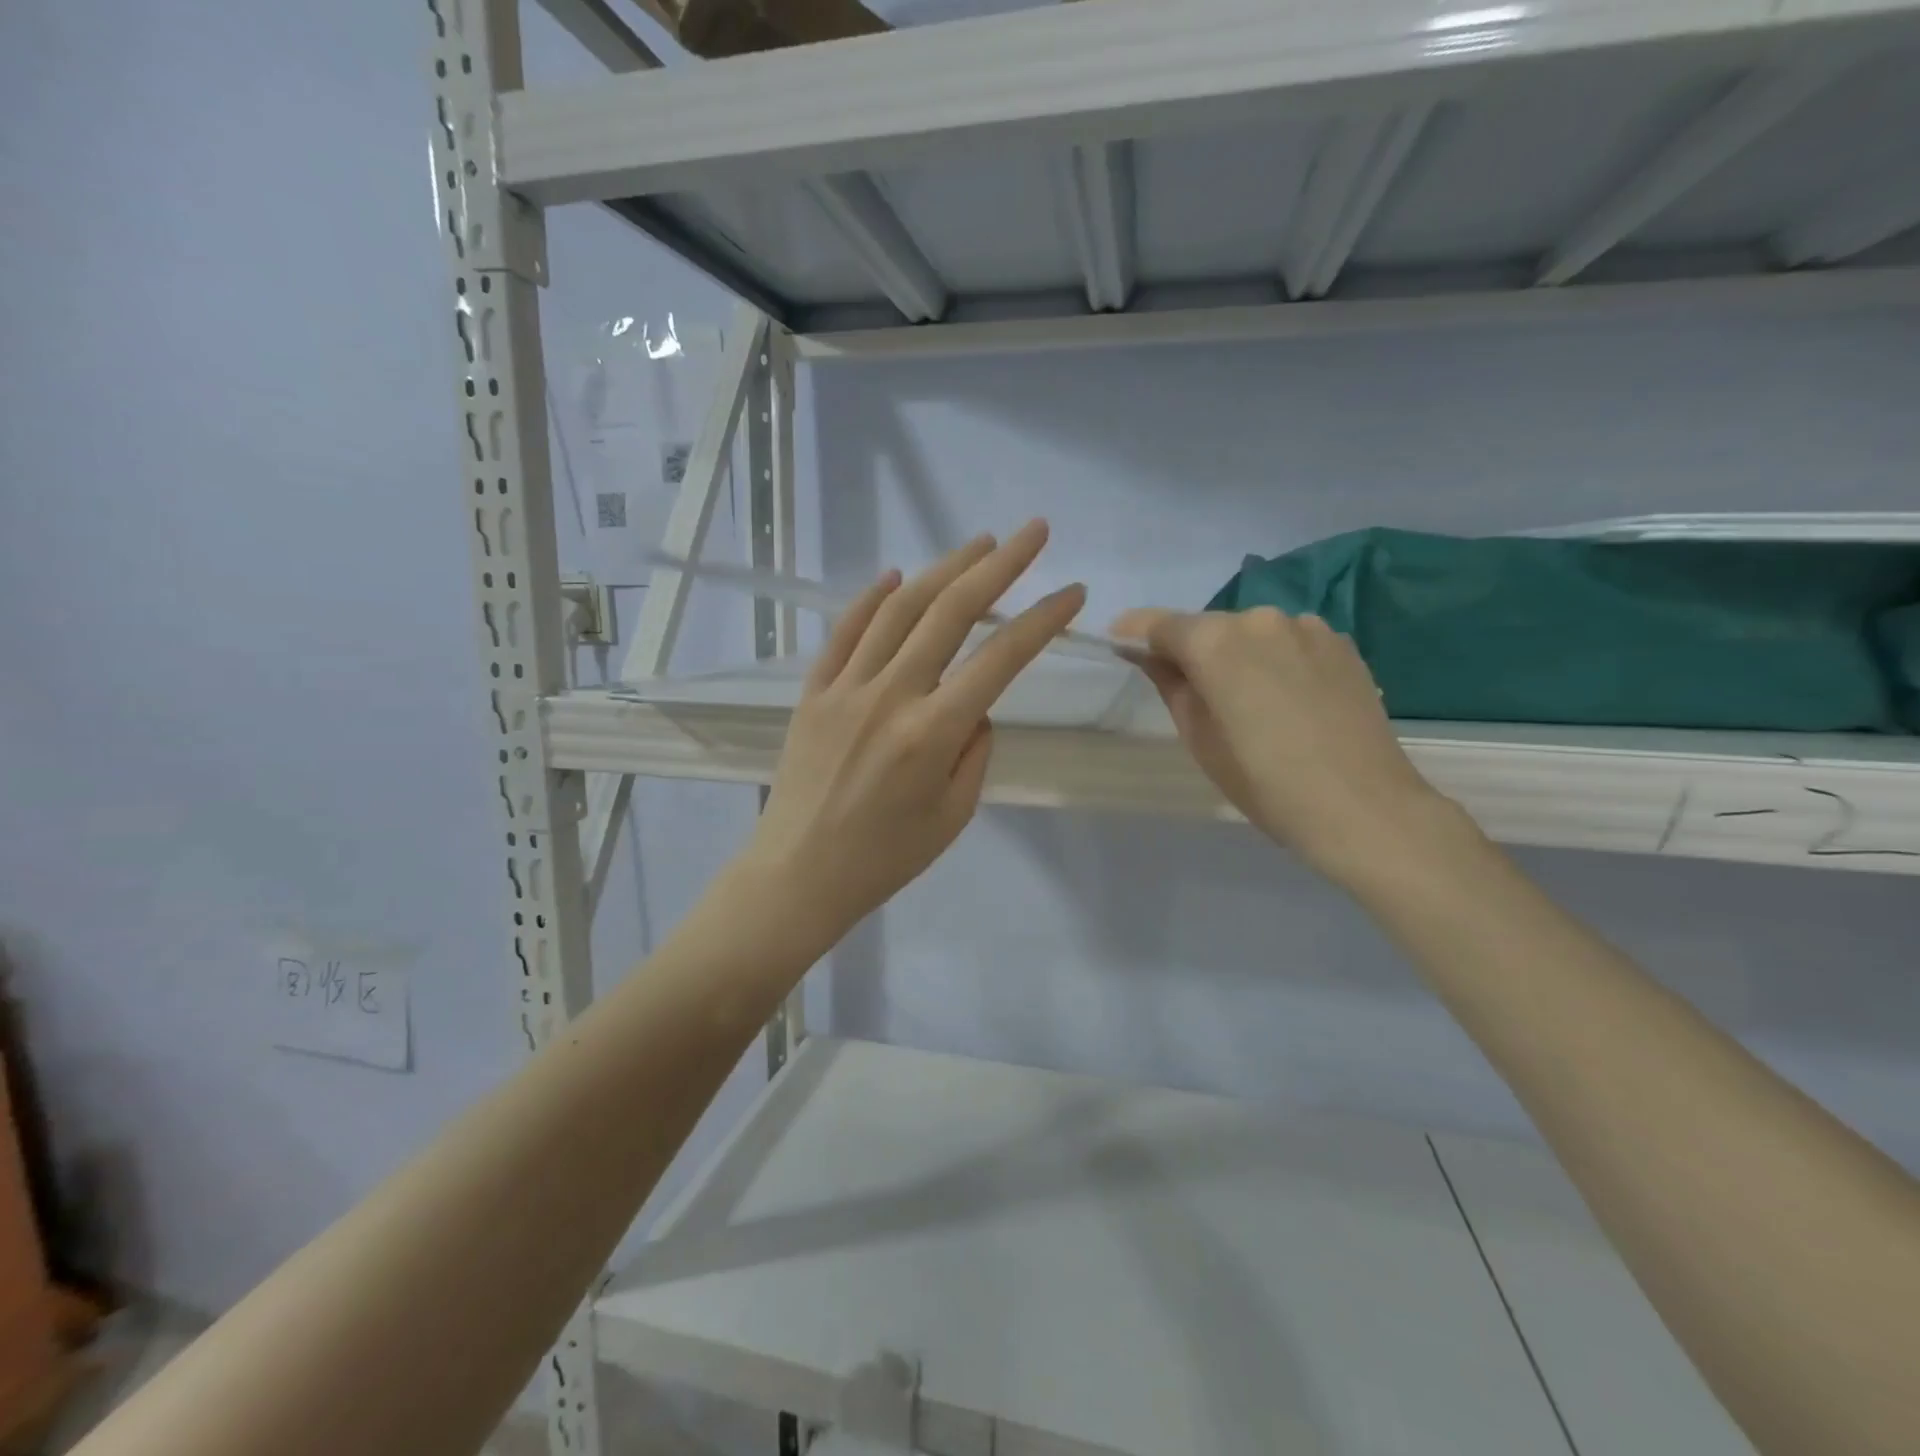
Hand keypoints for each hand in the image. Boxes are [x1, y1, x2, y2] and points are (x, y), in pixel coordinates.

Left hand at [741, 521, 1085, 946]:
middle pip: (950, 611)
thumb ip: (974, 750)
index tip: (1073, 592)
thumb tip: (974, 705)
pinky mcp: (813, 691)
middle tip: (1032, 533)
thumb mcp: (954, 816)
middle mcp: (890, 695)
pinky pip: (844, 632)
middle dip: (999, 565)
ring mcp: (845, 687)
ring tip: (977, 543)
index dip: (1043, 620)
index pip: (1001, 658)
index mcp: (932, 733)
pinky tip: (894, 576)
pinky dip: (870, 599)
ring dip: (943, 568)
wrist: (797, 875)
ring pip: (899, 609)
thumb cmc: (884, 859)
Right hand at [1111, 606, 1469, 887]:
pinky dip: (1275, 661)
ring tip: (1250, 703)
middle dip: (1191, 651)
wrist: (1362, 807)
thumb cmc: (1264, 783)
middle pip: (1207, 627)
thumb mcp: (1199, 738)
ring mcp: (1306, 626)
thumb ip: (1170, 684)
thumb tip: (1148, 654)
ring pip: (1251, 633)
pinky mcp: (1341, 642)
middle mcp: (1259, 618)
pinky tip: (1288, 700)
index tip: (1119, 643)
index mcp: (1215, 642)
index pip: (1159, 624)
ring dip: (1238, 656)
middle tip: (1193, 693)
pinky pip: (1288, 643)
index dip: (1134, 633)